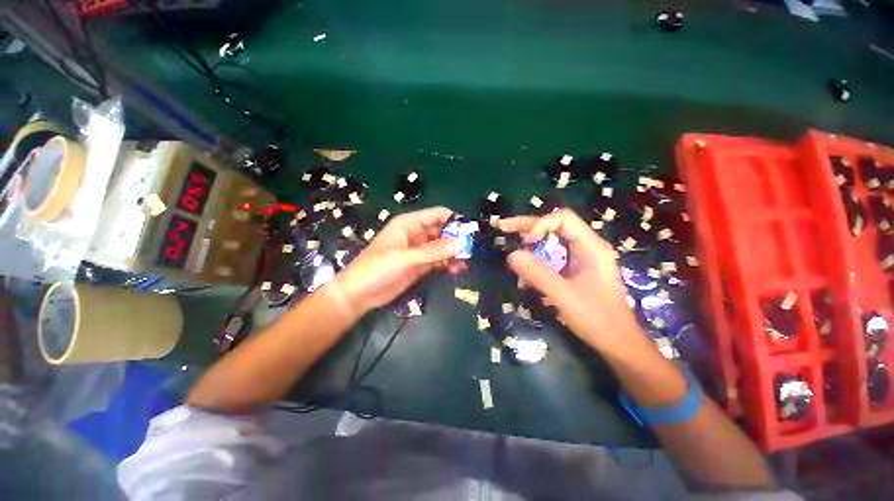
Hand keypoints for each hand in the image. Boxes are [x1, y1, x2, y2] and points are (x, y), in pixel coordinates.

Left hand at [337, 206, 465, 313]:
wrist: (360, 294)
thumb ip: (434, 251)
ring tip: (469, 261)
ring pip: (442, 247)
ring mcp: (419, 251)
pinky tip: (458, 269)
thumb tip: (462, 242)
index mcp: (409, 224)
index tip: (472, 231)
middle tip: (474, 249)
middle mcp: (416, 234)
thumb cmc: (377, 269)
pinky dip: (448, 263)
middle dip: (457, 238)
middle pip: (442, 231)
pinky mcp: (420, 265)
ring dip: (454, 252)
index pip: (437, 215)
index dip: (455, 220)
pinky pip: (438, 260)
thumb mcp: (406, 258)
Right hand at [498, 209, 645, 352]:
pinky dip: (536, 264)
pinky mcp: (574, 271)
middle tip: (503, 227)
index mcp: (591, 246)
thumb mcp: (563, 295)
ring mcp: (580, 259)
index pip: (563, 219)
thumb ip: (537, 273)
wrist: (617, 343)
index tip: (526, 244)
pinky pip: (551, 259)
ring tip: (512, 257)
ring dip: (530, 248)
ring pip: (550, 243)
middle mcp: (586, 247)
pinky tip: (525, 278)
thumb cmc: (596, 318)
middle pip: (554, 227)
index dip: (540, 225)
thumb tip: (511, 255)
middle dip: (527, 228)